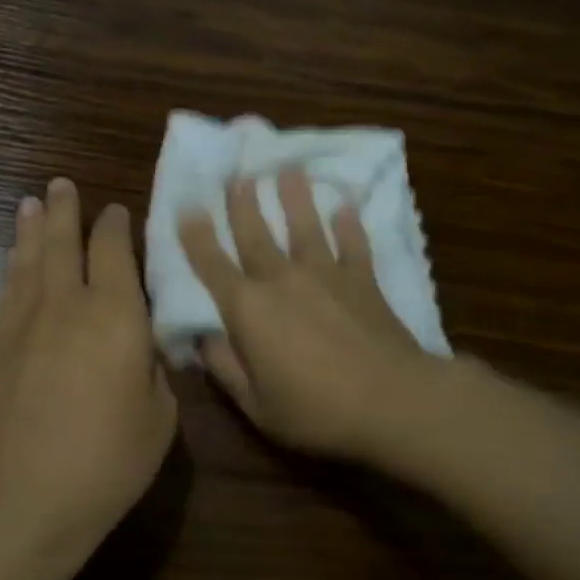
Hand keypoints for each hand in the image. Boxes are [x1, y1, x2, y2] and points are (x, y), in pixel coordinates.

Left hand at [0, 177, 177, 569]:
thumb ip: (153, 368)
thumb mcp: (160, 416)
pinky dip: (12, 267)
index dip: (116, 226)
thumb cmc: (108, 461)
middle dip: (65, 210)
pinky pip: (6, 291)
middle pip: (65, 243)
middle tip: (61, 185)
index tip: (116, 211)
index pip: (116, 253)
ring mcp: (25, 322)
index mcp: (117, 316)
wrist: (26, 497)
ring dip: (32, 229)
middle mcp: (68, 304)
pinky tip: (14, 258)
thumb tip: (141, 345)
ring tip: (31, 204)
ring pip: (29, 260)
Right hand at [179, 171, 441, 463]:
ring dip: (294, 197)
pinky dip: (349, 224)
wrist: (393, 401)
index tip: (187, 207)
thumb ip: (225, 367)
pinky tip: (345, 205)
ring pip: (305, 227)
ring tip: (288, 169)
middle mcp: (282, 280)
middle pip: (256, 234)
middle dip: (243, 203)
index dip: (196, 236)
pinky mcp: (363, 280)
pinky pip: (353, 244)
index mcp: (248, 309)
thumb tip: (201, 338)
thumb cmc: (316, 410)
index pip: (213, 265)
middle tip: (236, 174)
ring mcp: (326, 275)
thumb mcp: (255, 405)